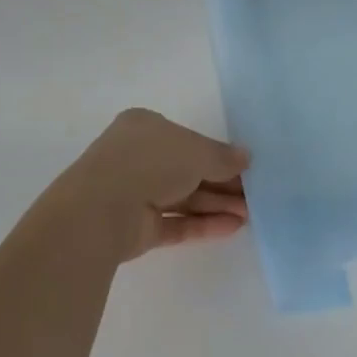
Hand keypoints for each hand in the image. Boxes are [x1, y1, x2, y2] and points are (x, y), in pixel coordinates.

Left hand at [63, 109, 249, 260]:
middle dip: (222, 183)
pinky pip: (176, 223)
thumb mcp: (197, 150)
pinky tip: (233, 227)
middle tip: (254, 195)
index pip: (187, 140)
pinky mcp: (136, 227)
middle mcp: (137, 158)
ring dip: (217, 205)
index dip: (217, 153)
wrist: (101, 210)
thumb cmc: (150, 162)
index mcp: (144, 128)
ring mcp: (135, 194)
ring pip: (183, 198)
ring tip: (250, 215)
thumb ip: (223, 156)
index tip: (245, 167)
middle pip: (188, 170)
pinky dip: (202, 224)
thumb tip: (246, 158)